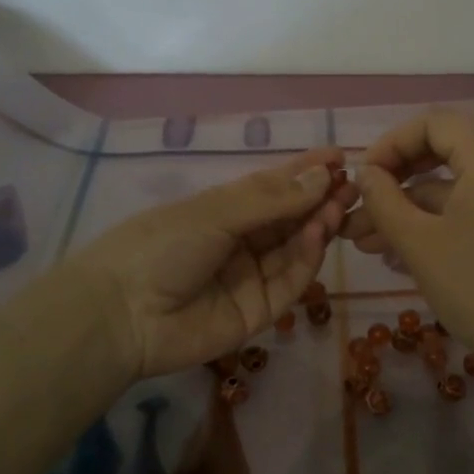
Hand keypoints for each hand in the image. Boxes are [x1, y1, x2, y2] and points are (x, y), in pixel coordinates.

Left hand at [65, 147, 351, 380]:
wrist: (122, 316)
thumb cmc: (160, 247)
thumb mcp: (214, 212)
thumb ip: (271, 198)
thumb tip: (322, 175)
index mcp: (223, 212)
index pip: (273, 189)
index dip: (305, 173)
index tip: (339, 157)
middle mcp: (240, 243)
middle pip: (289, 220)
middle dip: (320, 200)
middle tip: (351, 185)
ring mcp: (250, 278)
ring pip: (294, 250)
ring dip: (317, 226)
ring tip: (337, 206)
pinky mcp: (259, 312)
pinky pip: (289, 283)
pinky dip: (307, 259)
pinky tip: (317, 234)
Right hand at [342, 110, 473, 365]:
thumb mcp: (418, 242)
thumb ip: (384, 200)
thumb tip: (366, 174)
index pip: (435, 123)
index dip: (393, 142)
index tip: (364, 175)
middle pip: (441, 154)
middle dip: (394, 181)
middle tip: (358, 205)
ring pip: (448, 191)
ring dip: (405, 211)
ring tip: (361, 242)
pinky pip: (464, 213)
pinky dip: (430, 226)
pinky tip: (393, 254)